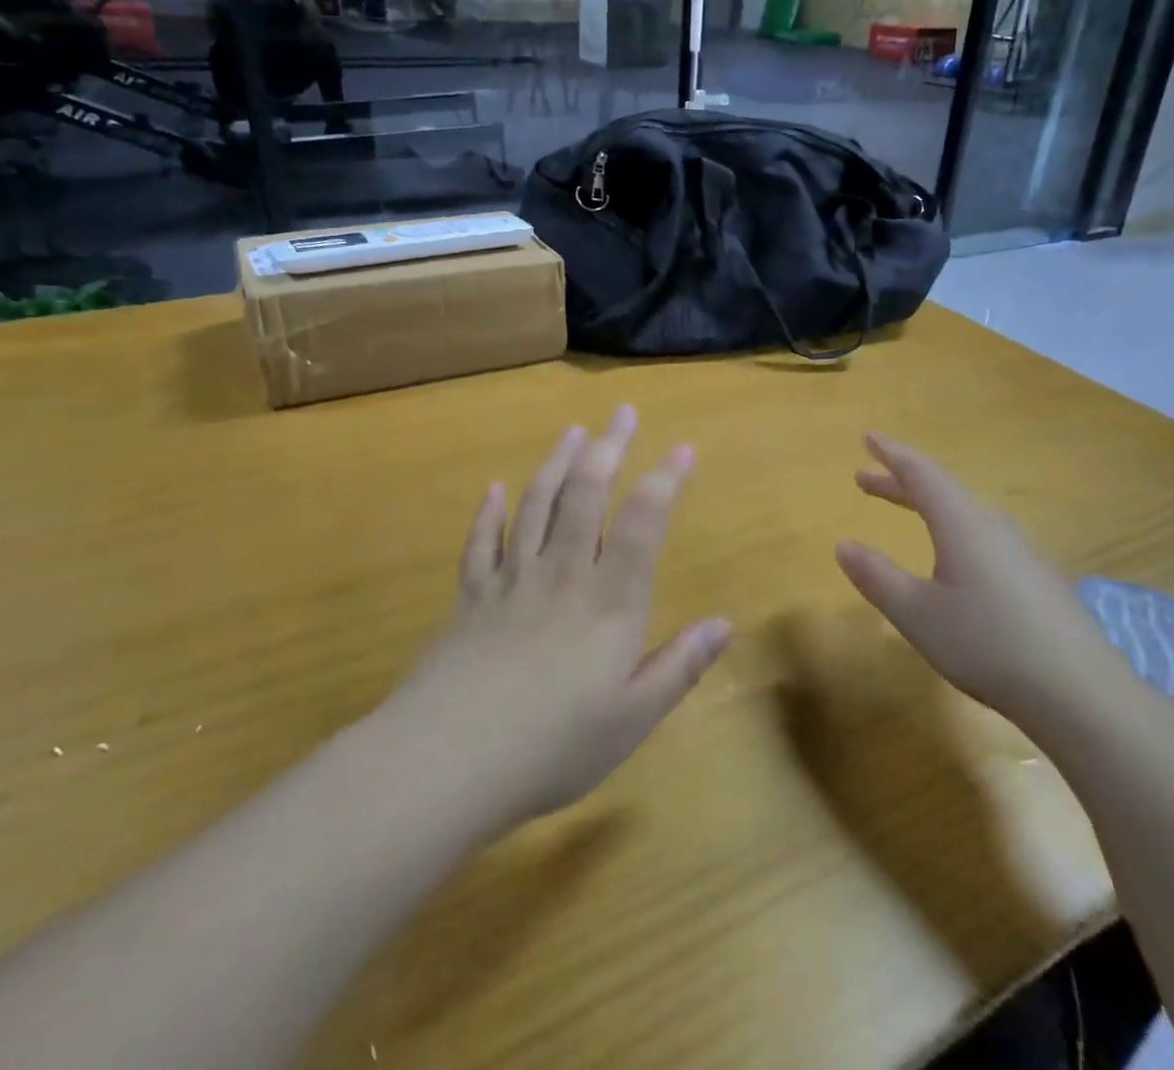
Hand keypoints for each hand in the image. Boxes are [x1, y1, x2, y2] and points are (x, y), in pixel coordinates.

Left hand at [391, 405, 731, 832]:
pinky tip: (494, 488)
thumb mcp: (632, 718)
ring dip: (556, 463)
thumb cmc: (552, 745)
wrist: (446, 761)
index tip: (682, 447)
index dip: (664, 480)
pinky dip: (488, 512)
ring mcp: (511, 580)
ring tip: (572, 431)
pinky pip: (481, 543)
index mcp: (608, 601)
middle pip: (585, 494)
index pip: (641, 523)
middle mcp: (561, 574)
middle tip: (621, 411)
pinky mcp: (470, 598)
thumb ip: (680, 665)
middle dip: (608, 447)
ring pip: (536, 504)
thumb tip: (726, 623)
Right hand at [833, 433, 1119, 722]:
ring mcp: (1022, 552)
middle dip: (901, 483)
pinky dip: (953, 530)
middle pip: (942, 491)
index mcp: (962, 524)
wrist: (1082, 694)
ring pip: (965, 514)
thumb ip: (877, 576)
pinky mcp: (1038, 579)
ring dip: (928, 507)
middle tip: (864, 480)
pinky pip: (984, 536)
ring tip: (906, 511)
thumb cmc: (987, 644)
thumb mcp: (917, 614)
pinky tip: (954, 560)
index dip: (891, 454)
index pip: (921, 474)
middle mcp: (993, 527)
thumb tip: (843, 544)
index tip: (868, 437)